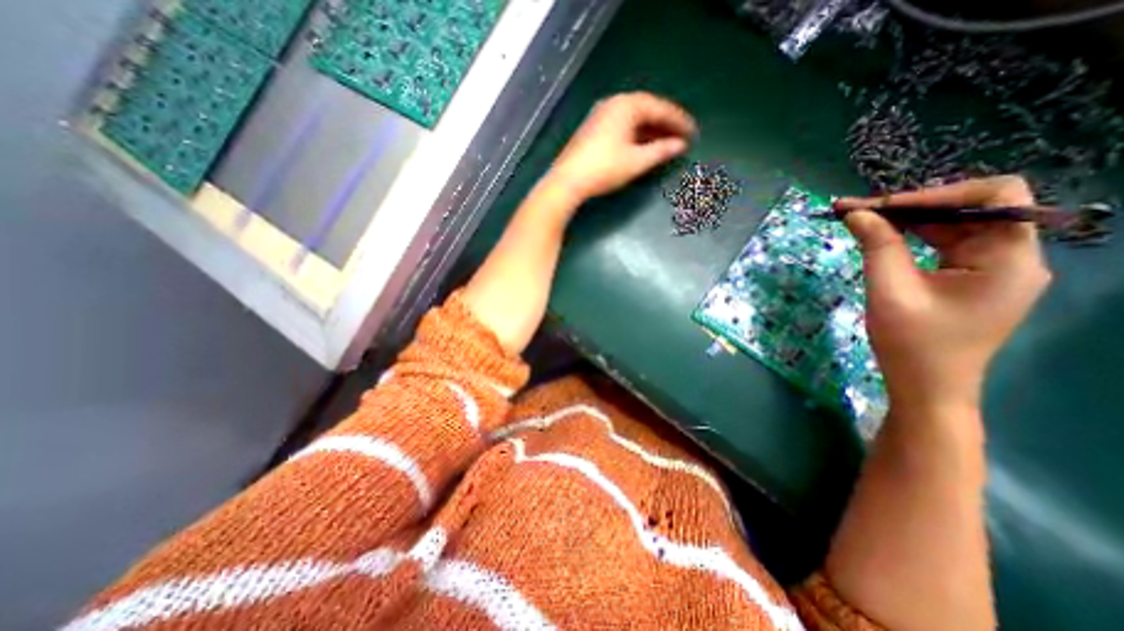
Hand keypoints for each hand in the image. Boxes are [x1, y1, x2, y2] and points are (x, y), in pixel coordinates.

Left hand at [545, 92, 693, 200]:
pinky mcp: (592, 129)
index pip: (659, 108)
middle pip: (646, 110)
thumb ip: (661, 151)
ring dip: (650, 130)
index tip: (693, 132)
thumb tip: (680, 145)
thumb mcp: (636, 161)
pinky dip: (635, 135)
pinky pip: (621, 126)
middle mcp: (613, 104)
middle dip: (665, 124)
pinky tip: (642, 146)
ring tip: (665, 143)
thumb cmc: (604, 169)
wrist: (568, 181)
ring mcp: (600, 116)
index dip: (678, 121)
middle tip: (681, 137)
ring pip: (633, 119)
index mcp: (626, 105)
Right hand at [844, 176, 1054, 414]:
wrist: (926, 388)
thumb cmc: (912, 344)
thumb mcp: (890, 291)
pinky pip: (945, 245)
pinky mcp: (972, 280)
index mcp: (1009, 259)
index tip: (879, 205)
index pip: (994, 196)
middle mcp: (1013, 257)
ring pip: (955, 225)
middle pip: (971, 209)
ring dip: (908, 220)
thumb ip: (877, 246)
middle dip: (911, 206)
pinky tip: (882, 238)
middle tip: (857, 211)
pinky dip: (913, 237)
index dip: (935, 193)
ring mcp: (993, 269)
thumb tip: (856, 213)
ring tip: (862, 221)